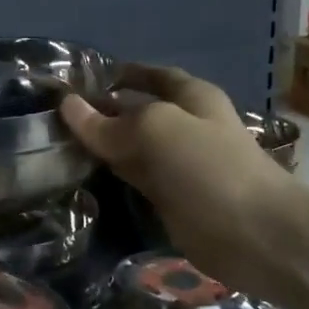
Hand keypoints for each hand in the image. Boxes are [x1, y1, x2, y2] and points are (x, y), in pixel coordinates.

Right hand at [61, 64, 296, 299]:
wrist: (254, 235)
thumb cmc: (209, 168)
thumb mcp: (157, 130)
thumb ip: (111, 122)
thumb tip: (69, 106)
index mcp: (192, 97)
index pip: (151, 76)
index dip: (119, 74)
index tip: (78, 77)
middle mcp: (185, 126)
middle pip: (137, 112)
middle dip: (103, 111)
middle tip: (53, 114)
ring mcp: (178, 165)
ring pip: (132, 148)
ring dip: (102, 145)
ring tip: (56, 141)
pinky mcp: (171, 200)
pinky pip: (134, 179)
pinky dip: (111, 175)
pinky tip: (80, 173)